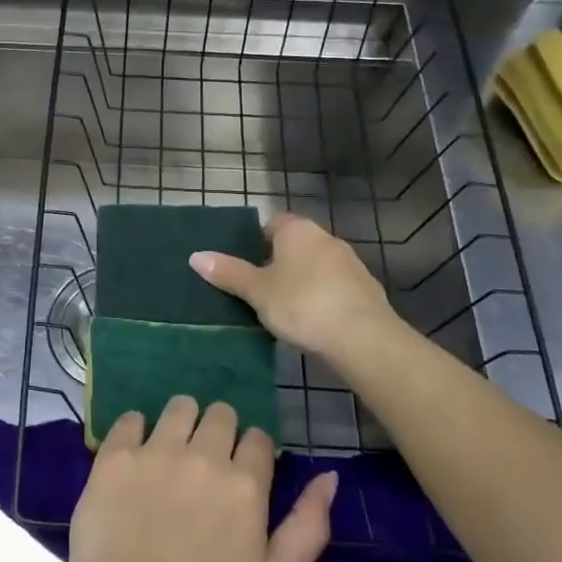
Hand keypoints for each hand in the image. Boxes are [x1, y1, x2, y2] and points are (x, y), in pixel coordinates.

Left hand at [62, 397, 336, 561]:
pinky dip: (136, 431)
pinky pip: (131, 418)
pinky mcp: (116, 455)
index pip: (259, 438)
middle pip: (221, 414)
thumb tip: (329, 477)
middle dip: (219, 432)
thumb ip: (308, 527)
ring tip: (171, 453)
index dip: (252, 454)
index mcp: (245, 485)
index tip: (240, 475)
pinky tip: (135, 458)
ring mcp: (156, 451)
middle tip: (205, 464)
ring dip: (182, 422)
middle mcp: (204, 456)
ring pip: (180, 406)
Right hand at [190, 213, 397, 362]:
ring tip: (281, 309)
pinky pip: (333, 287)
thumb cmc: (302, 304)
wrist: (363, 337)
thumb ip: (228, 273)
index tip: (243, 265)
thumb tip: (196, 256)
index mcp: (297, 230)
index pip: (271, 223)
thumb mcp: (258, 291)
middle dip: (276, 263)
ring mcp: (349, 262)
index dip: (254, 241)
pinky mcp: (365, 288)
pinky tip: (311, 321)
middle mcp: (325, 237)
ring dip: (300, 281)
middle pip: (293, 245)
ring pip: (314, 266)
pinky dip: (320, 298)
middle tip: (256, 289)